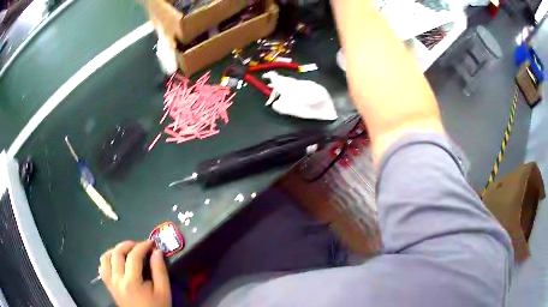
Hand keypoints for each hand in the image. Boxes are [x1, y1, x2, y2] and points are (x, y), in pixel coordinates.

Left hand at [99, 241, 170, 306]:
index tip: (151, 243)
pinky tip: (116, 261)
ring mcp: (110, 283)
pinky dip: (107, 260)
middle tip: (140, 245)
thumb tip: (157, 251)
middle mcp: (117, 280)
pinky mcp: (108, 286)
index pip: (134, 256)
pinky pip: (102, 268)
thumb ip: (160, 270)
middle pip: (117, 253)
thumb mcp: (163, 291)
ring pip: (105, 258)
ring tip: (127, 251)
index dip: (143, 246)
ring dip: (115, 250)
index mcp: (132, 282)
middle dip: (129, 245)